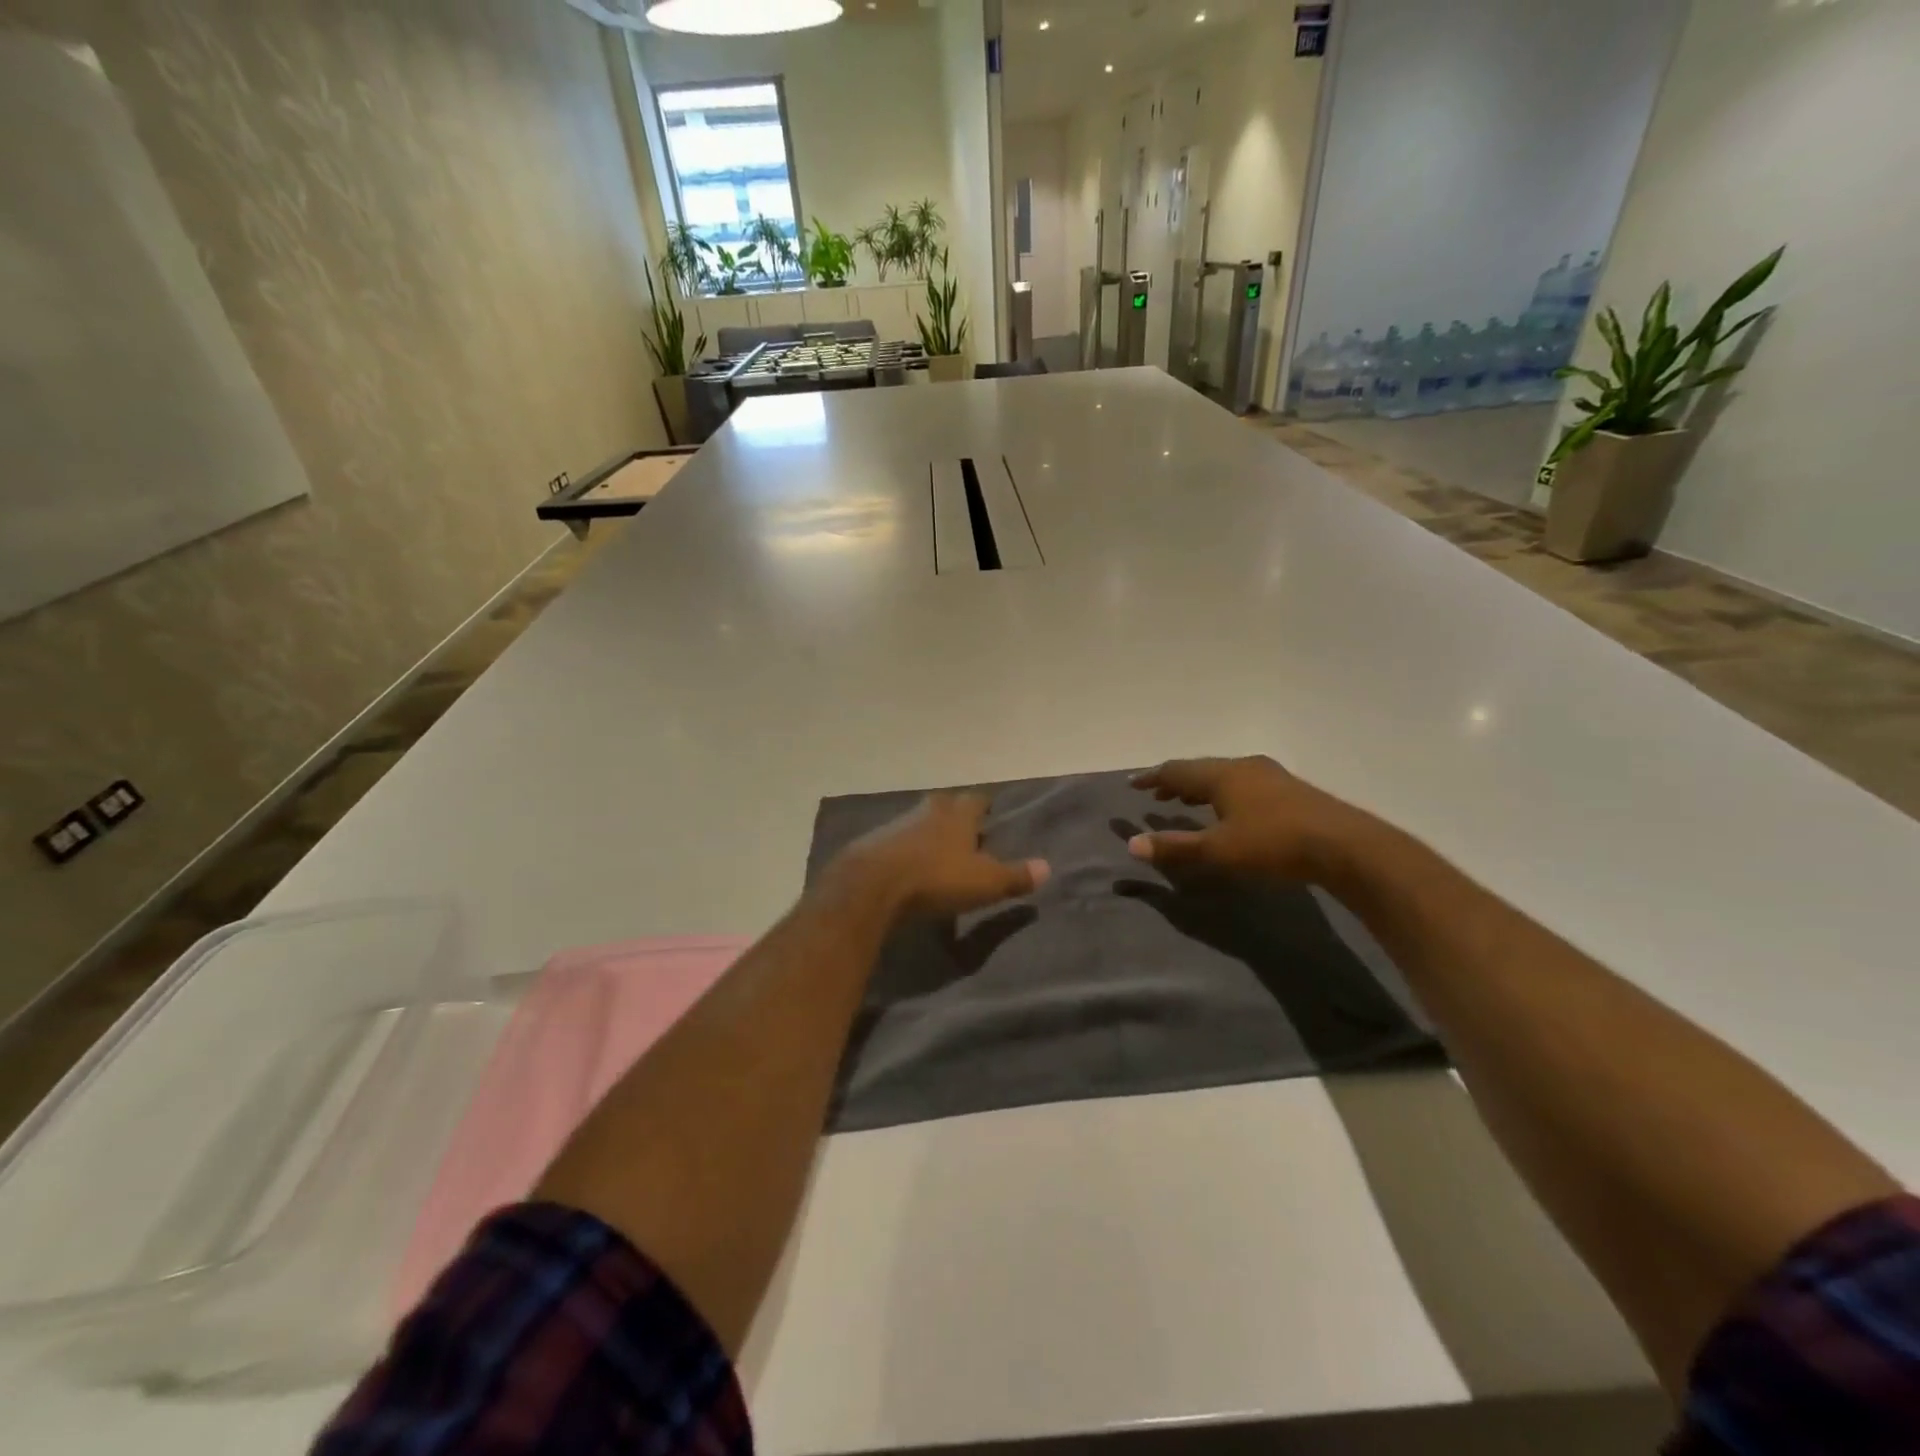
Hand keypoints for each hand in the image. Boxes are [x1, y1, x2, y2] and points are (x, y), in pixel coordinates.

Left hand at [828, 793, 1048, 920]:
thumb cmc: (936, 878)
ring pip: (920, 822)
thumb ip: (1015, 875)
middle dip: (956, 817)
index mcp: (958, 813)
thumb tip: (1047, 867)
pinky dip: (906, 851)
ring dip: (929, 834)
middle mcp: (928, 810)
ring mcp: (897, 824)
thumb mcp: (985, 882)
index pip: (977, 800)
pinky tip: (908, 868)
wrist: (870, 885)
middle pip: (946, 806)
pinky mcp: (873, 843)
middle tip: (967, 834)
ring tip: (939, 854)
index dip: (986, 807)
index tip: (991, 815)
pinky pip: (896, 842)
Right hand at [1128, 756, 1380, 883]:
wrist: (1344, 845)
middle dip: (1175, 782)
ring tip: (1186, 802)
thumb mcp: (1218, 850)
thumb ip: (1175, 847)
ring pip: (1224, 775)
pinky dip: (1223, 792)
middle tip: (1156, 794)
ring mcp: (1270, 775)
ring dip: (1200, 787)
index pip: (1176, 770)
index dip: (1152, 777)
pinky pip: (1243, 783)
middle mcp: (1243, 766)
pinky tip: (1230, 809)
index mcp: (1221, 775)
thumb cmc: (1273, 844)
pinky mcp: (1289, 789)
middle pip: (1200, 769)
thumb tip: (1132, 844)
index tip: (1132, 784)